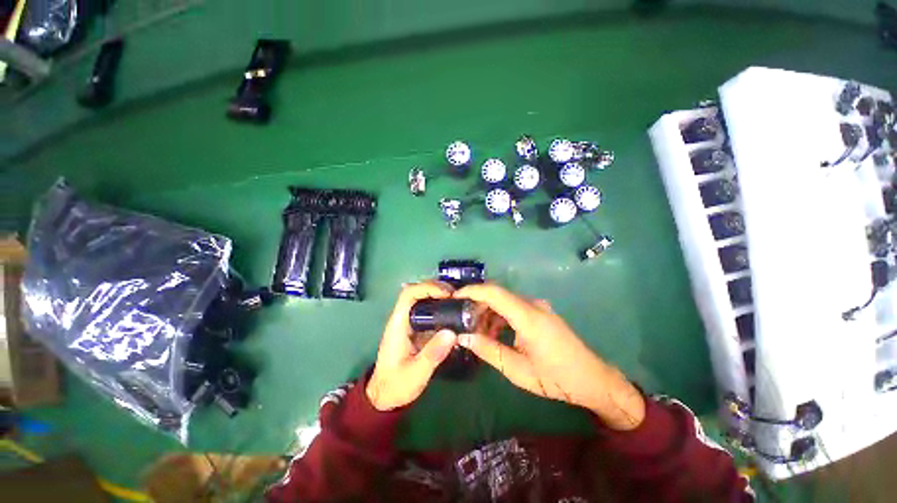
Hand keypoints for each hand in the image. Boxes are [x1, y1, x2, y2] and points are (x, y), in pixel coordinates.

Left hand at [366, 282, 457, 410]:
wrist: (384, 396)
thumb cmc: (396, 385)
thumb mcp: (415, 373)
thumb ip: (432, 354)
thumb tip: (452, 333)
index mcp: (398, 324)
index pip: (409, 294)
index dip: (428, 288)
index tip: (447, 294)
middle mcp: (402, 319)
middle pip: (416, 292)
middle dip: (436, 288)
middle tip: (457, 295)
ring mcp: (408, 323)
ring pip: (422, 300)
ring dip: (439, 296)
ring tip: (458, 301)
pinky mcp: (415, 329)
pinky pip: (427, 311)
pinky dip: (440, 307)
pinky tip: (453, 313)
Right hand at [455, 283, 644, 429]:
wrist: (593, 380)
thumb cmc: (556, 378)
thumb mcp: (517, 370)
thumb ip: (488, 350)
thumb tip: (463, 337)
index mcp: (528, 316)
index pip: (494, 293)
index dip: (472, 291)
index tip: (453, 297)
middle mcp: (533, 305)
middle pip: (498, 295)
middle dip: (477, 304)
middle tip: (461, 320)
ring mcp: (538, 307)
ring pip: (505, 301)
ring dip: (488, 312)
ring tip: (476, 331)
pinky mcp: (540, 313)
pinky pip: (514, 308)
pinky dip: (500, 316)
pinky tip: (494, 333)